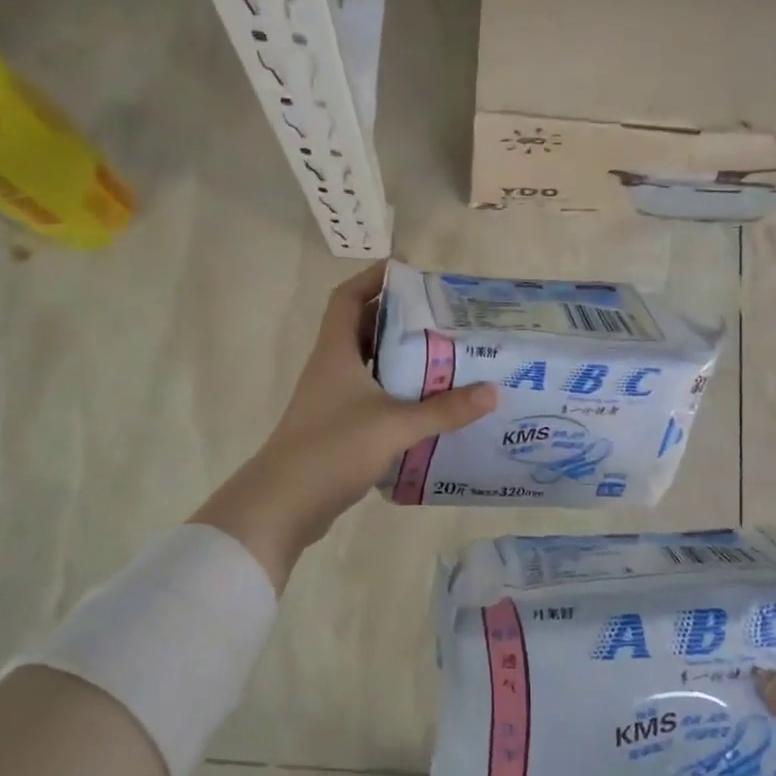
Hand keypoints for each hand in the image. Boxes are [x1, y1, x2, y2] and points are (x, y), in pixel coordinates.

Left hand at [190, 262, 495, 587]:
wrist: (283, 504)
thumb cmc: (334, 448)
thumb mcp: (395, 425)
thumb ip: (444, 410)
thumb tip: (492, 392)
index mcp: (336, 352)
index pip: (348, 298)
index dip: (373, 278)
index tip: (407, 271)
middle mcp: (331, 368)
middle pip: (362, 329)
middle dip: (398, 320)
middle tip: (441, 318)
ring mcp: (331, 400)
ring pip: (368, 366)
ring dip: (399, 359)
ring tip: (443, 357)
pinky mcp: (336, 428)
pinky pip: (370, 397)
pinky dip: (395, 394)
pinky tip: (425, 405)